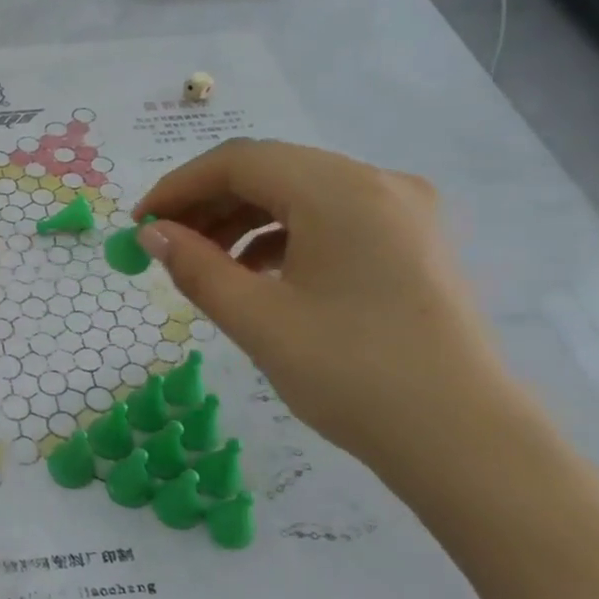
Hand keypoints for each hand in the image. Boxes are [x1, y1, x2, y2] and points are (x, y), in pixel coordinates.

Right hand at [135, 140, 519, 470]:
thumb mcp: (258, 320)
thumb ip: (196, 268)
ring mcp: (402, 211)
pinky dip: (282, 235)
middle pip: (272, 170)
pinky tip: (256, 273)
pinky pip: (331, 218)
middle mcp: (377, 183)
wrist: (461, 437)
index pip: (240, 161)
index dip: (179, 186)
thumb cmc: (352, 375)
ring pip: (301, 193)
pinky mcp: (411, 241)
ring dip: (243, 219)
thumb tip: (150, 234)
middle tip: (163, 244)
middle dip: (208, 202)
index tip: (138, 223)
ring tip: (202, 262)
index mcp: (341, 191)